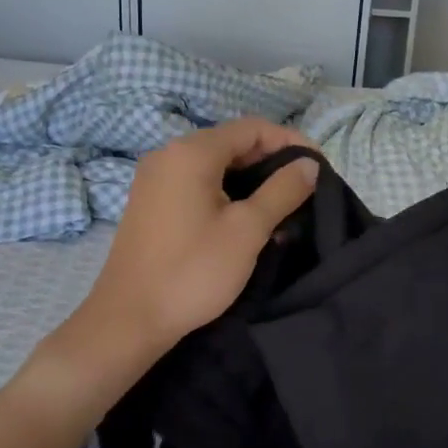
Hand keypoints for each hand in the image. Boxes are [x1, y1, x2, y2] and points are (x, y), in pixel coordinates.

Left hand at [78, 117, 318, 358]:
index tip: (318, 168)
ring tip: (283, 208)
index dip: (290, 142)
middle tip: (304, 190)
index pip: (252, 128)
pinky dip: (228, 193)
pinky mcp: (151, 203)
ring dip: (252, 181)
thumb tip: (310, 165)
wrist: (129, 319)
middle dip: (272, 162)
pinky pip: (198, 184)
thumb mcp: (247, 230)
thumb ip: (282, 191)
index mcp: (191, 152)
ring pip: (216, 166)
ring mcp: (155, 179)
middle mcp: (168, 155)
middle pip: (232, 143)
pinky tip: (248, 221)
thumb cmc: (192, 271)